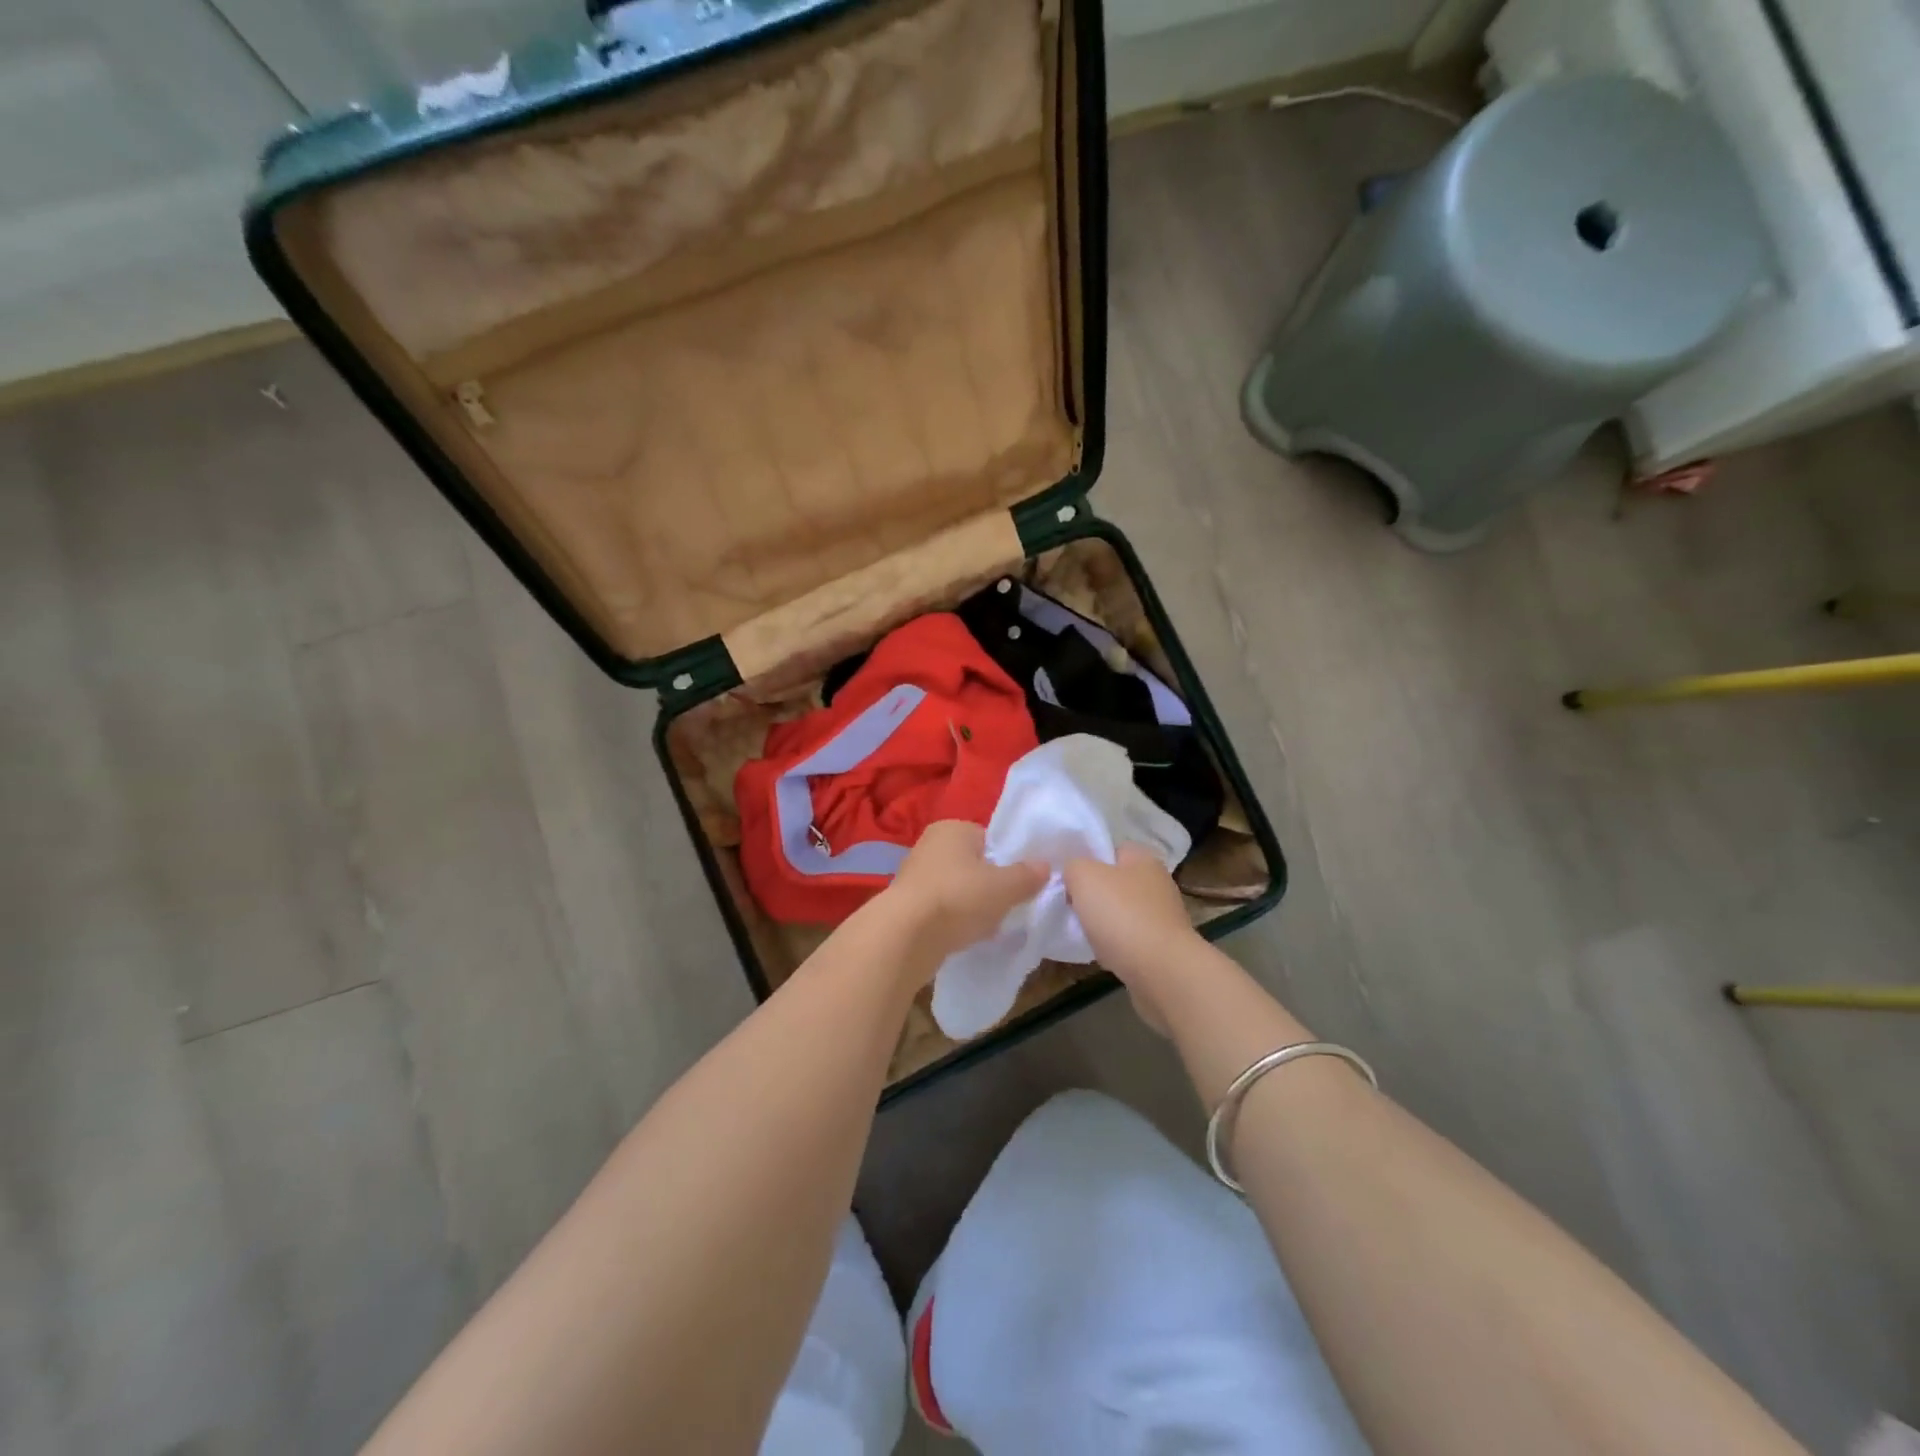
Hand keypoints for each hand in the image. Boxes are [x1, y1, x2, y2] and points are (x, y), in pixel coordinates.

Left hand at [883, 821, 1046, 969]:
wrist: (905, 936)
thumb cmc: (959, 897)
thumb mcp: (1005, 887)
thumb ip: (1027, 875)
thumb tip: (1044, 866)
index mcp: (952, 828)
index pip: (988, 838)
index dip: (1006, 860)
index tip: (1018, 883)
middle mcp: (930, 845)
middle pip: (973, 864)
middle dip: (989, 885)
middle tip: (1006, 906)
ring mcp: (915, 875)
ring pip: (957, 887)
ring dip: (971, 905)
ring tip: (986, 925)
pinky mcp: (907, 904)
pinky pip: (942, 908)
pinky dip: (954, 919)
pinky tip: (964, 936)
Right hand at [1063, 845, 1199, 1031]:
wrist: (1161, 971)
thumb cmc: (1122, 915)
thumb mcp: (1084, 876)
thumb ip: (1073, 866)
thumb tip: (1074, 874)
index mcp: (1143, 858)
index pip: (1110, 850)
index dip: (1087, 861)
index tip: (1067, 879)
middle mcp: (1157, 883)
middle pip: (1114, 883)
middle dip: (1092, 895)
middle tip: (1070, 907)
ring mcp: (1163, 917)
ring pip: (1121, 913)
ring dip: (1103, 923)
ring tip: (1084, 934)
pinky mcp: (1164, 947)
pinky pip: (1130, 940)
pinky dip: (1115, 946)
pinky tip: (1104, 955)